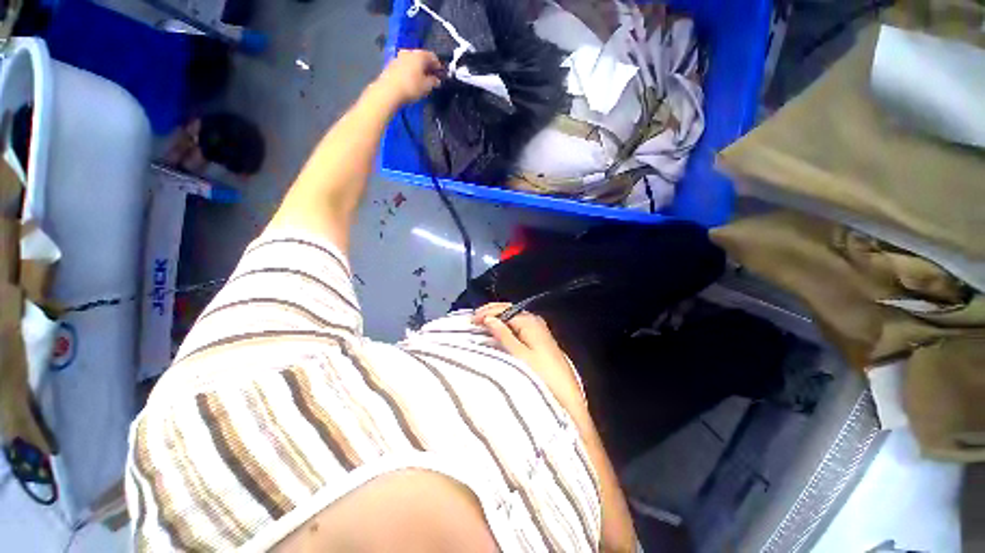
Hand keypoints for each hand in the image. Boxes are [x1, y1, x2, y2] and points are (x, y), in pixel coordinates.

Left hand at [374, 49, 441, 105]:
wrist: (389, 90)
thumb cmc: (411, 87)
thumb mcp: (426, 87)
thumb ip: (433, 82)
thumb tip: (437, 80)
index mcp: (419, 55)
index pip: (432, 56)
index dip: (438, 65)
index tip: (440, 73)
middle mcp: (409, 52)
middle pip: (421, 57)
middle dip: (426, 65)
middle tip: (431, 75)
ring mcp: (398, 57)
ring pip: (411, 61)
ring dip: (417, 68)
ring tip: (420, 78)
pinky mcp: (391, 65)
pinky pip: (404, 66)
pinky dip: (409, 71)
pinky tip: (410, 80)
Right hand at [473, 303, 584, 407]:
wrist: (565, 391)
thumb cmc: (541, 373)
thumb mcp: (519, 354)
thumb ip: (504, 335)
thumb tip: (489, 319)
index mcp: (529, 321)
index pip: (504, 311)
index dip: (487, 313)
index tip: (471, 320)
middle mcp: (534, 320)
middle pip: (509, 309)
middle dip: (491, 311)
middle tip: (474, 317)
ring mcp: (537, 327)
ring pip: (513, 315)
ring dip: (498, 316)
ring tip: (482, 321)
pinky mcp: (538, 336)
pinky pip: (518, 323)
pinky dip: (505, 323)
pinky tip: (498, 328)